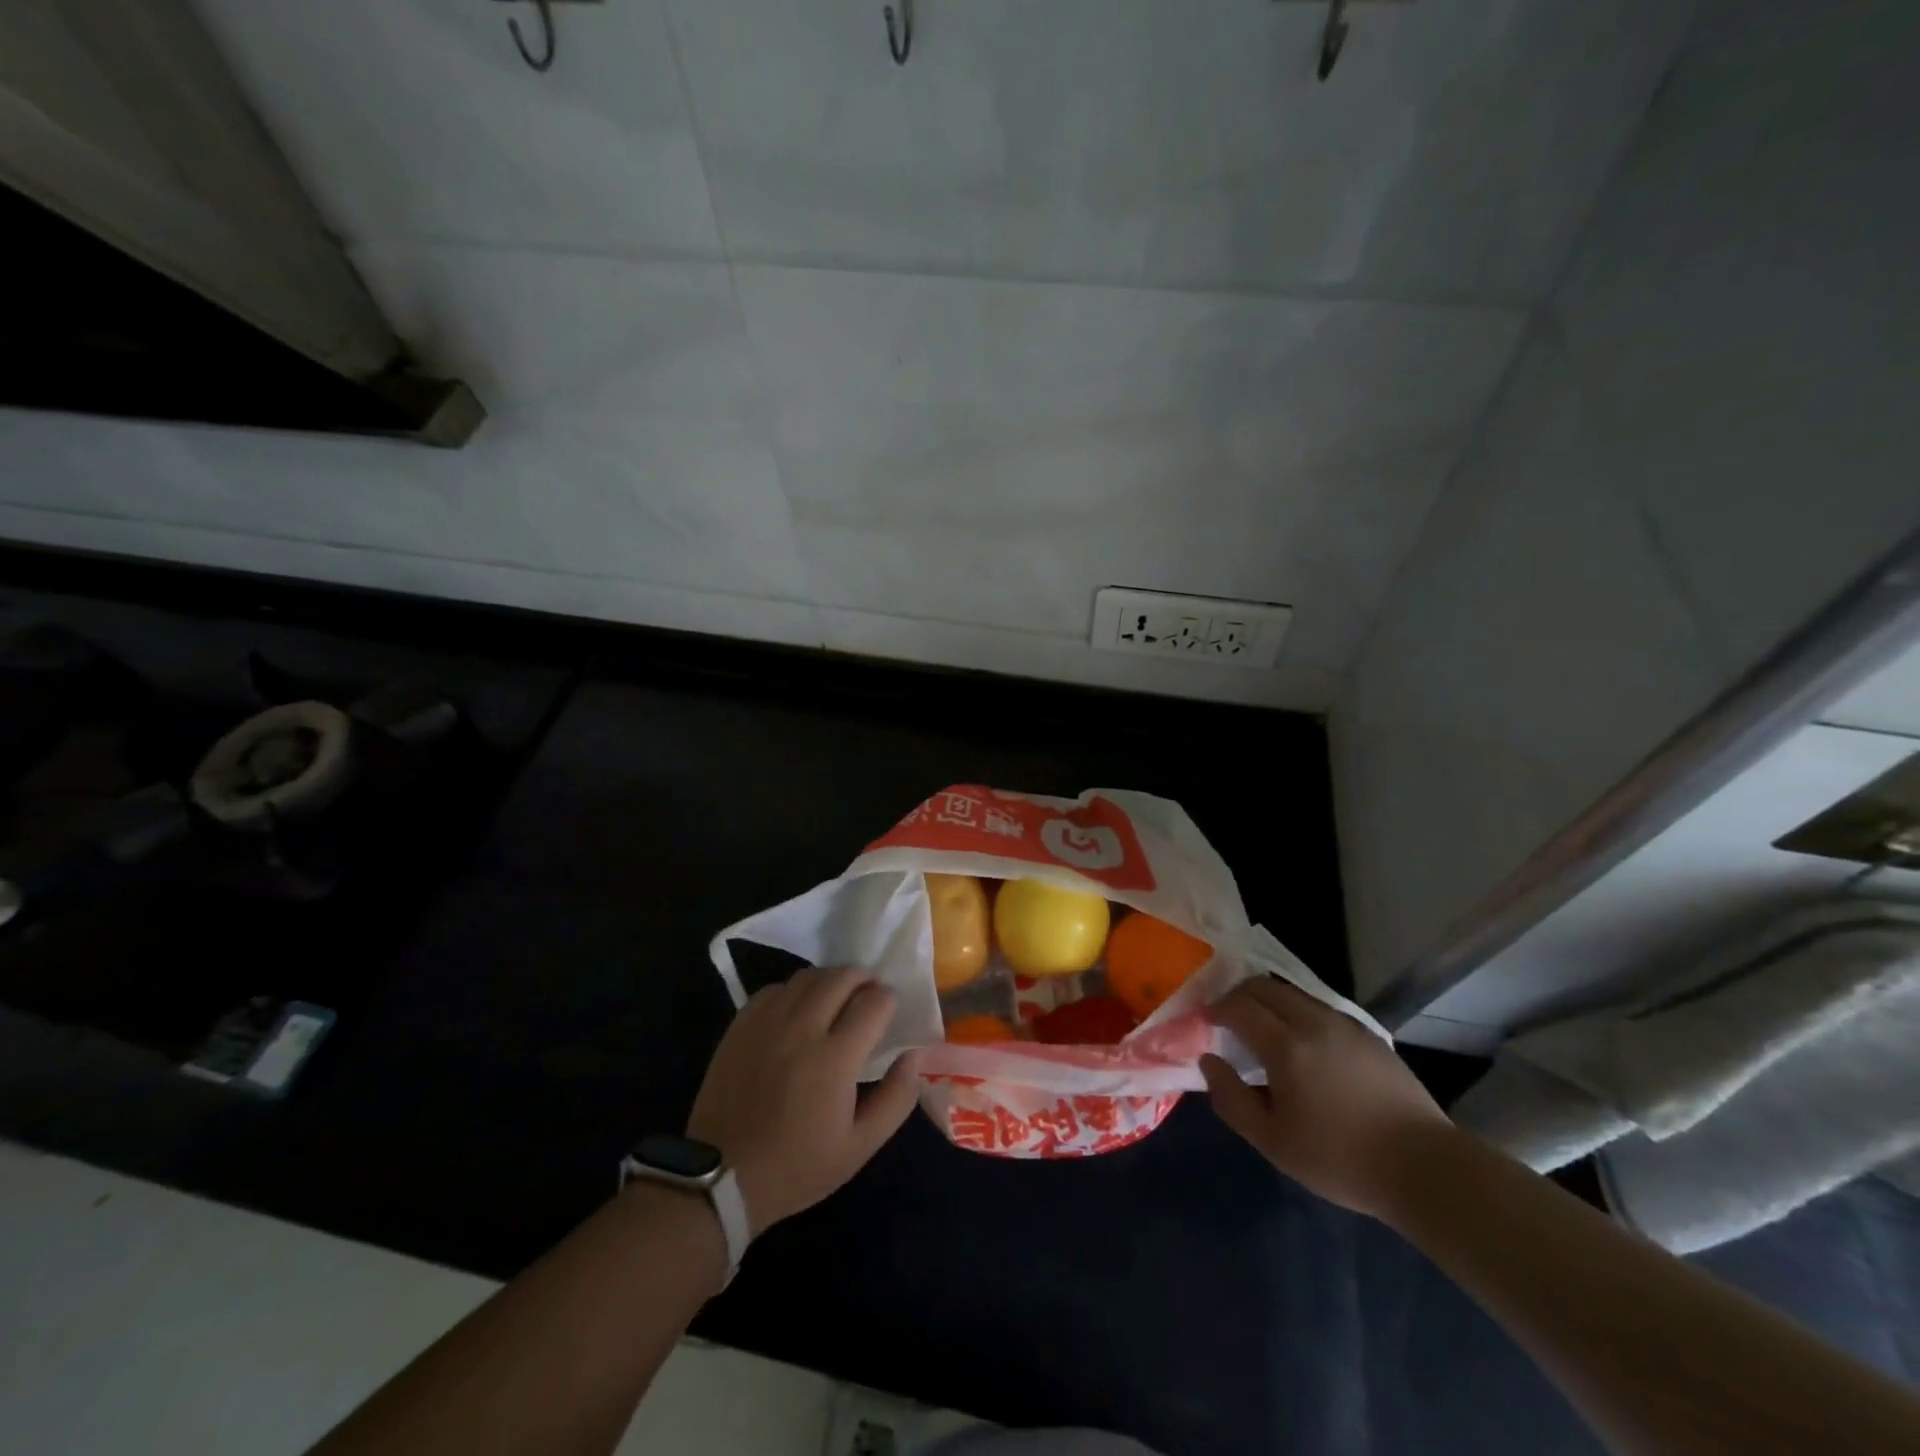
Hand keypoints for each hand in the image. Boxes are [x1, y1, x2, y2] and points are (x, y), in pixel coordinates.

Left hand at [687, 966, 920, 1234]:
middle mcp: (802, 1028)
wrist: (722, 1177)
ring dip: (830, 980)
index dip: (888, 1001)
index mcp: (835, 1058)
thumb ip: (896, 1098)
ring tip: (836, 999)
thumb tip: (914, 1056)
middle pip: (842, 977)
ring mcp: (768, 1022)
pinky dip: (794, 991)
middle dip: (864, 979)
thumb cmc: (798, 1166)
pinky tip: (798, 1011)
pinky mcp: (741, 1025)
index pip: (875, 1002)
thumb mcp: (860, 1146)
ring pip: (808, 976)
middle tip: (868, 995)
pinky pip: (775, 989)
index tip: (888, 1015)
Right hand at [1200, 977, 1455, 1218]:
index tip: (1205, 1023)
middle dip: (1238, 995)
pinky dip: (1297, 1013)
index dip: (1216, 1009)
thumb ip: (1232, 1099)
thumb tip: (1208, 1061)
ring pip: (1293, 993)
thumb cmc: (1341, 1158)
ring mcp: (1344, 1023)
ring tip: (1262, 1031)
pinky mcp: (1367, 1034)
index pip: (1238, 1006)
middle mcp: (1312, 1021)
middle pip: (1264, 986)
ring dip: (1268, 1002)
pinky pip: (1319, 1007)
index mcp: (1285, 1045)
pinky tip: (1303, 1046)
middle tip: (1227, 1020)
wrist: (1424, 1168)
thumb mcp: (1273, 1141)